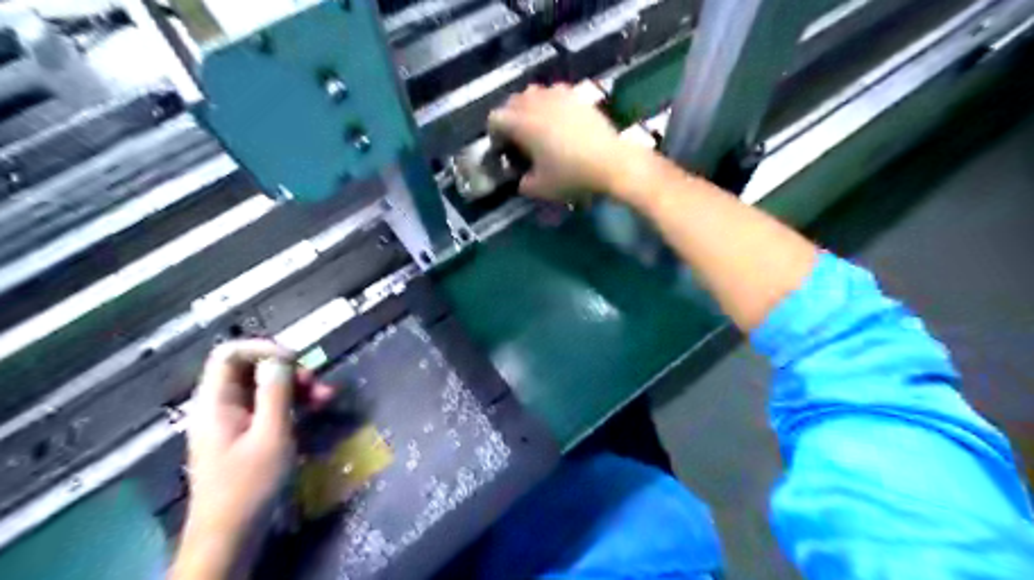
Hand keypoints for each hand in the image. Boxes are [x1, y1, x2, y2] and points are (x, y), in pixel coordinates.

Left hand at [170, 341, 327, 579]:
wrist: (232, 535)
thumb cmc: (250, 485)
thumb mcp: (271, 435)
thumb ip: (276, 392)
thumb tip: (281, 357)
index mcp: (216, 402)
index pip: (230, 354)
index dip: (263, 348)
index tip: (295, 360)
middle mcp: (221, 406)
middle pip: (252, 369)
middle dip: (288, 371)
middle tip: (317, 383)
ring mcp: (234, 421)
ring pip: (265, 388)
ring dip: (297, 387)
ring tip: (327, 397)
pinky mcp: (247, 435)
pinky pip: (269, 407)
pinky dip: (293, 404)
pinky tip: (317, 409)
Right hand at [490, 83, 630, 201]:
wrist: (611, 163)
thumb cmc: (571, 176)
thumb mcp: (540, 188)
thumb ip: (523, 183)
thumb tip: (521, 179)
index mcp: (522, 123)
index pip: (495, 119)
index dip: (494, 135)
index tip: (503, 150)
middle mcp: (536, 103)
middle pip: (512, 102)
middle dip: (510, 119)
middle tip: (518, 139)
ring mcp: (558, 95)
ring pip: (534, 93)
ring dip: (529, 107)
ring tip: (538, 126)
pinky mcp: (577, 96)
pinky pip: (555, 93)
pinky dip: (551, 103)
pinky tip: (560, 119)